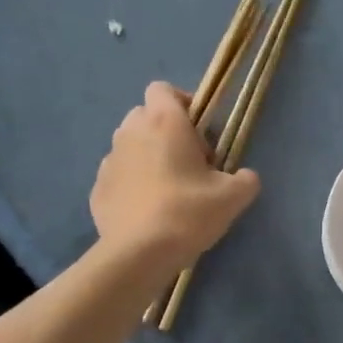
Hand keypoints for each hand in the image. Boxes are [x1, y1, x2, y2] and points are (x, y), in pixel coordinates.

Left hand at [91, 83, 259, 268]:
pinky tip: (148, 211)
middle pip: (145, 115)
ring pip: (130, 145)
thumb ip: (245, 179)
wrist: (139, 254)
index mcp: (164, 122)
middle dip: (165, 131)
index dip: (182, 104)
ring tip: (167, 189)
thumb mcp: (233, 197)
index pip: (164, 89)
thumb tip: (245, 177)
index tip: (200, 132)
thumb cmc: (188, 213)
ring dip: (147, 157)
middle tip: (189, 163)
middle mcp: (131, 132)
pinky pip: (118, 176)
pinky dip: (131, 184)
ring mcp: (109, 160)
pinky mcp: (97, 188)